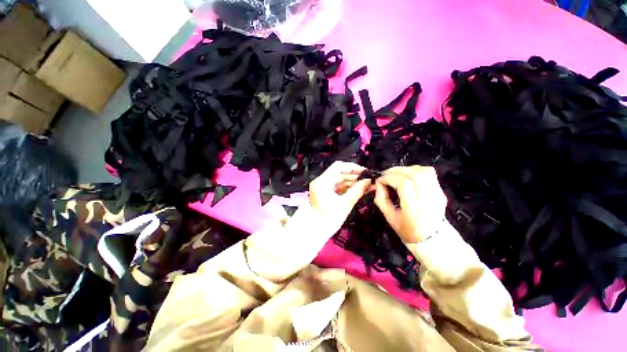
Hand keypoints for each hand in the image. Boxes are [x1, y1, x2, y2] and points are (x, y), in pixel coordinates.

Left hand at [309, 161, 372, 231]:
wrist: (315, 230)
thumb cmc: (329, 219)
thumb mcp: (345, 204)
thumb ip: (357, 191)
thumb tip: (369, 181)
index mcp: (323, 182)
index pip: (338, 167)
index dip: (352, 167)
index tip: (365, 171)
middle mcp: (320, 181)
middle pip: (338, 172)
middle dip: (354, 175)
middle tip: (368, 179)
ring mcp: (321, 185)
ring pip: (339, 179)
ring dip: (352, 181)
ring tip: (366, 185)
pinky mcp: (323, 191)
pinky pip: (336, 185)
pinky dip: (346, 186)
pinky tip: (358, 189)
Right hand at [374, 166, 446, 242]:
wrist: (432, 238)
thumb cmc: (407, 229)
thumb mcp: (389, 217)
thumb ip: (381, 198)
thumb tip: (379, 182)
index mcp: (415, 211)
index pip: (404, 184)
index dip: (390, 178)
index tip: (380, 180)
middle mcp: (429, 201)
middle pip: (415, 175)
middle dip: (396, 171)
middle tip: (386, 174)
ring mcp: (438, 195)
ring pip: (423, 171)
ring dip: (406, 169)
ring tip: (396, 174)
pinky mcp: (441, 191)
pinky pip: (429, 173)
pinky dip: (415, 170)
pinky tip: (407, 176)